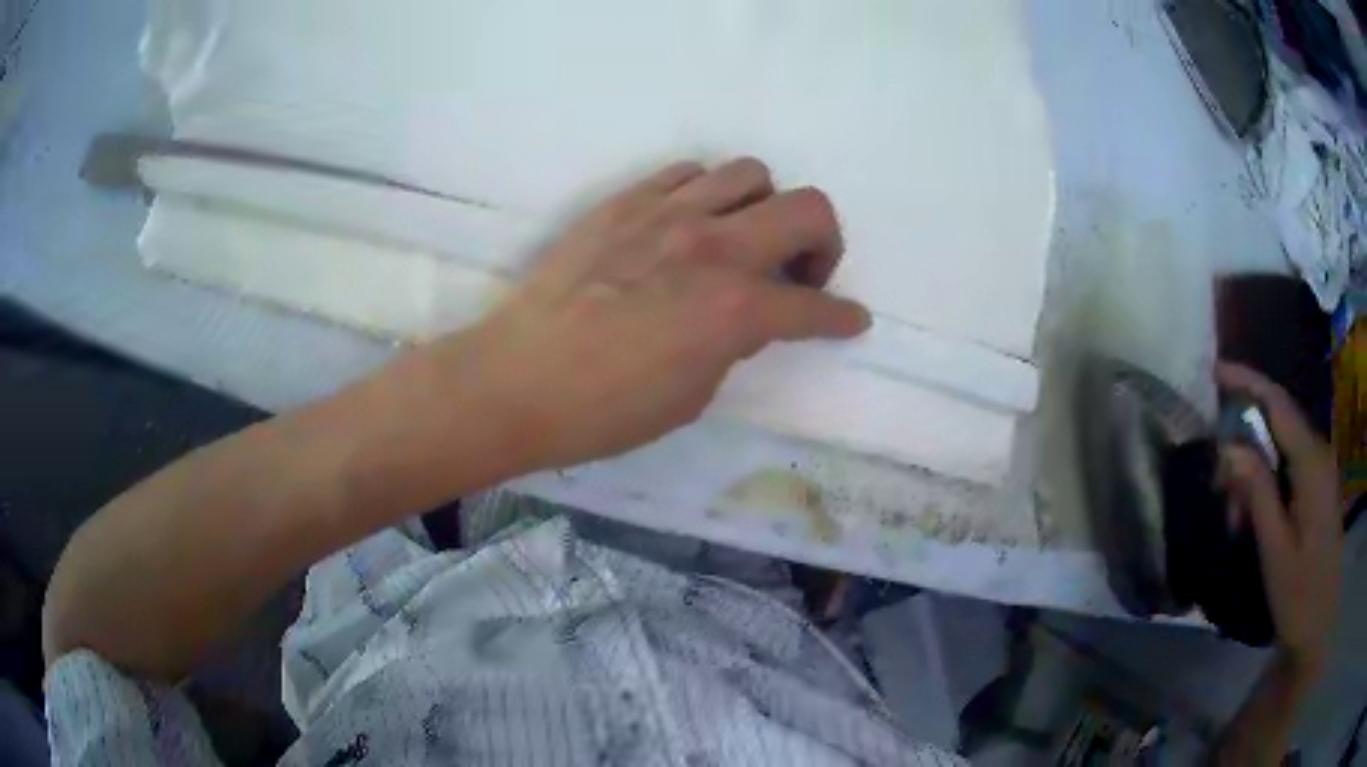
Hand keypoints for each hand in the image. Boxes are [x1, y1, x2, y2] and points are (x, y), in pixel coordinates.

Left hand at [439, 158, 869, 469]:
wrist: (516, 380)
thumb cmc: (605, 410)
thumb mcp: (692, 394)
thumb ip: (734, 342)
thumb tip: (749, 314)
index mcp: (734, 308)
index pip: (815, 307)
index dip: (842, 318)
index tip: (851, 321)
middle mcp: (712, 246)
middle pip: (808, 208)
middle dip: (824, 243)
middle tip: (800, 274)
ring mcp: (667, 213)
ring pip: (750, 173)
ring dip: (765, 206)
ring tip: (743, 240)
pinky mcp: (625, 201)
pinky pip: (687, 173)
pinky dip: (707, 193)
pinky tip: (690, 224)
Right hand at [1217, 362, 1342, 668]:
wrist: (1318, 627)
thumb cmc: (1299, 593)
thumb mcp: (1275, 549)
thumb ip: (1257, 491)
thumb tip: (1229, 445)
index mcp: (1312, 463)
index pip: (1278, 405)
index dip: (1247, 381)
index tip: (1214, 371)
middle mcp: (1319, 455)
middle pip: (1279, 422)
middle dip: (1245, 437)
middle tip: (1217, 479)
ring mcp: (1320, 472)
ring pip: (1282, 447)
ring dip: (1254, 467)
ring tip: (1233, 513)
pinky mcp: (1318, 490)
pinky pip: (1289, 467)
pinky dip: (1266, 480)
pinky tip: (1253, 515)